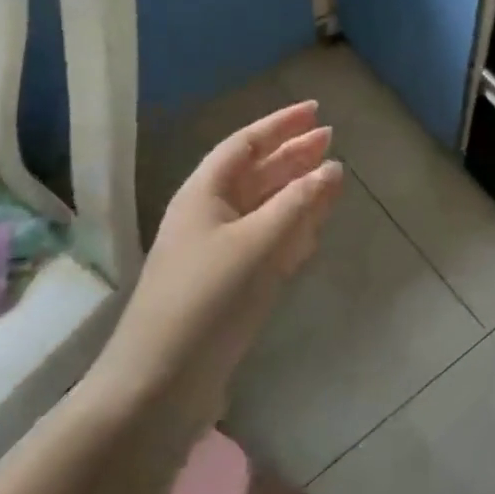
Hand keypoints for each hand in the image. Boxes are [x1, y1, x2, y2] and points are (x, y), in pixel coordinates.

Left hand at [97, 102, 343, 427]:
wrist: (160, 383)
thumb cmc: (208, 299)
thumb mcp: (258, 243)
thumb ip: (299, 203)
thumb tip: (333, 168)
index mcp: (205, 194)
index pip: (246, 144)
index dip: (281, 124)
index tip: (316, 110)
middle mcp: (209, 216)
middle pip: (257, 174)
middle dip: (293, 156)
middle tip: (330, 140)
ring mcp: (217, 253)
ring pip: (264, 209)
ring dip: (296, 193)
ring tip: (331, 179)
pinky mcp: (228, 286)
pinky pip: (266, 243)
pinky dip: (290, 231)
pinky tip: (312, 231)